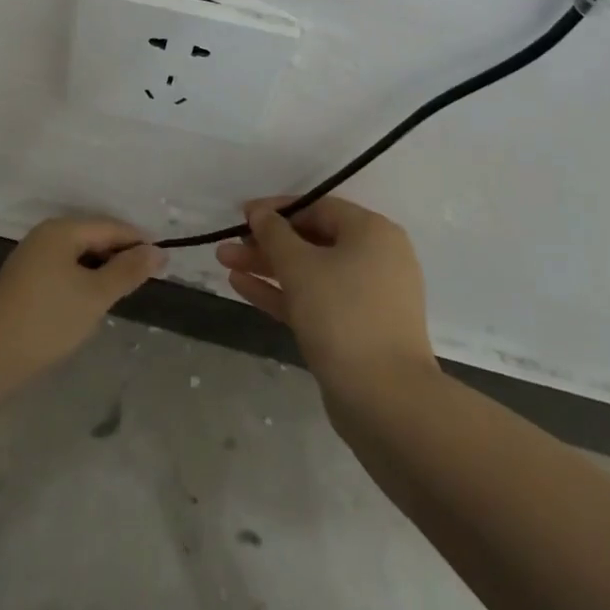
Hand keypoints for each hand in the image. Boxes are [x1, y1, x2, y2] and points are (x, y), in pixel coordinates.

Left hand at [0, 217, 164, 378]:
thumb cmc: (47, 319)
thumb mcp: (95, 295)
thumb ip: (127, 271)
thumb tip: (157, 251)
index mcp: (62, 230)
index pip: (110, 227)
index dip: (138, 241)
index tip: (164, 262)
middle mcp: (46, 235)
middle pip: (93, 237)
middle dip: (120, 255)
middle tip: (147, 280)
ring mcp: (33, 258)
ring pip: (79, 256)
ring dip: (102, 270)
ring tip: (123, 292)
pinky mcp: (26, 280)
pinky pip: (65, 270)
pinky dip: (83, 280)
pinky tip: (92, 302)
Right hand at [216, 197, 431, 395]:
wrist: (385, 401)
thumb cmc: (342, 315)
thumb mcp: (300, 265)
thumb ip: (274, 233)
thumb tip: (260, 213)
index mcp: (372, 233)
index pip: (318, 207)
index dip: (277, 210)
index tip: (242, 215)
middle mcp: (375, 259)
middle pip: (312, 241)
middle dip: (266, 243)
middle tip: (228, 245)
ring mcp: (367, 298)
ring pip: (310, 272)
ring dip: (268, 267)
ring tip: (225, 263)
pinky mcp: (356, 331)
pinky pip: (315, 300)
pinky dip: (282, 293)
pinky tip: (242, 286)